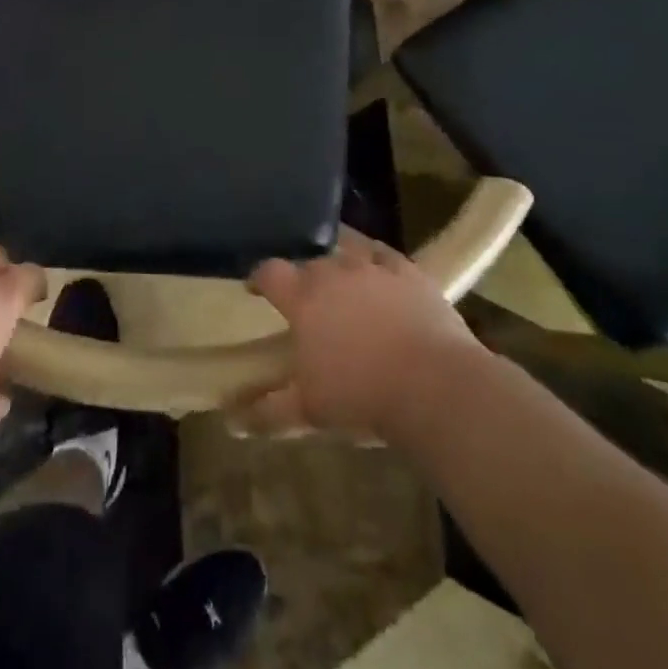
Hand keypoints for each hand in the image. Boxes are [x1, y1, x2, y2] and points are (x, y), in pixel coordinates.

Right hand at [239, 232, 480, 440]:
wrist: (434, 386)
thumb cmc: (362, 397)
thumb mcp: (309, 411)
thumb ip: (268, 411)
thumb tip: (233, 419)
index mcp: (303, 299)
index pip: (270, 273)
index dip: (259, 278)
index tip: (256, 289)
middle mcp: (334, 272)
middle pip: (308, 262)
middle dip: (302, 276)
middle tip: (305, 299)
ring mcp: (373, 267)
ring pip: (345, 250)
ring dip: (337, 261)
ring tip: (339, 277)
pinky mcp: (408, 271)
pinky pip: (383, 253)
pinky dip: (375, 258)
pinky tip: (376, 266)